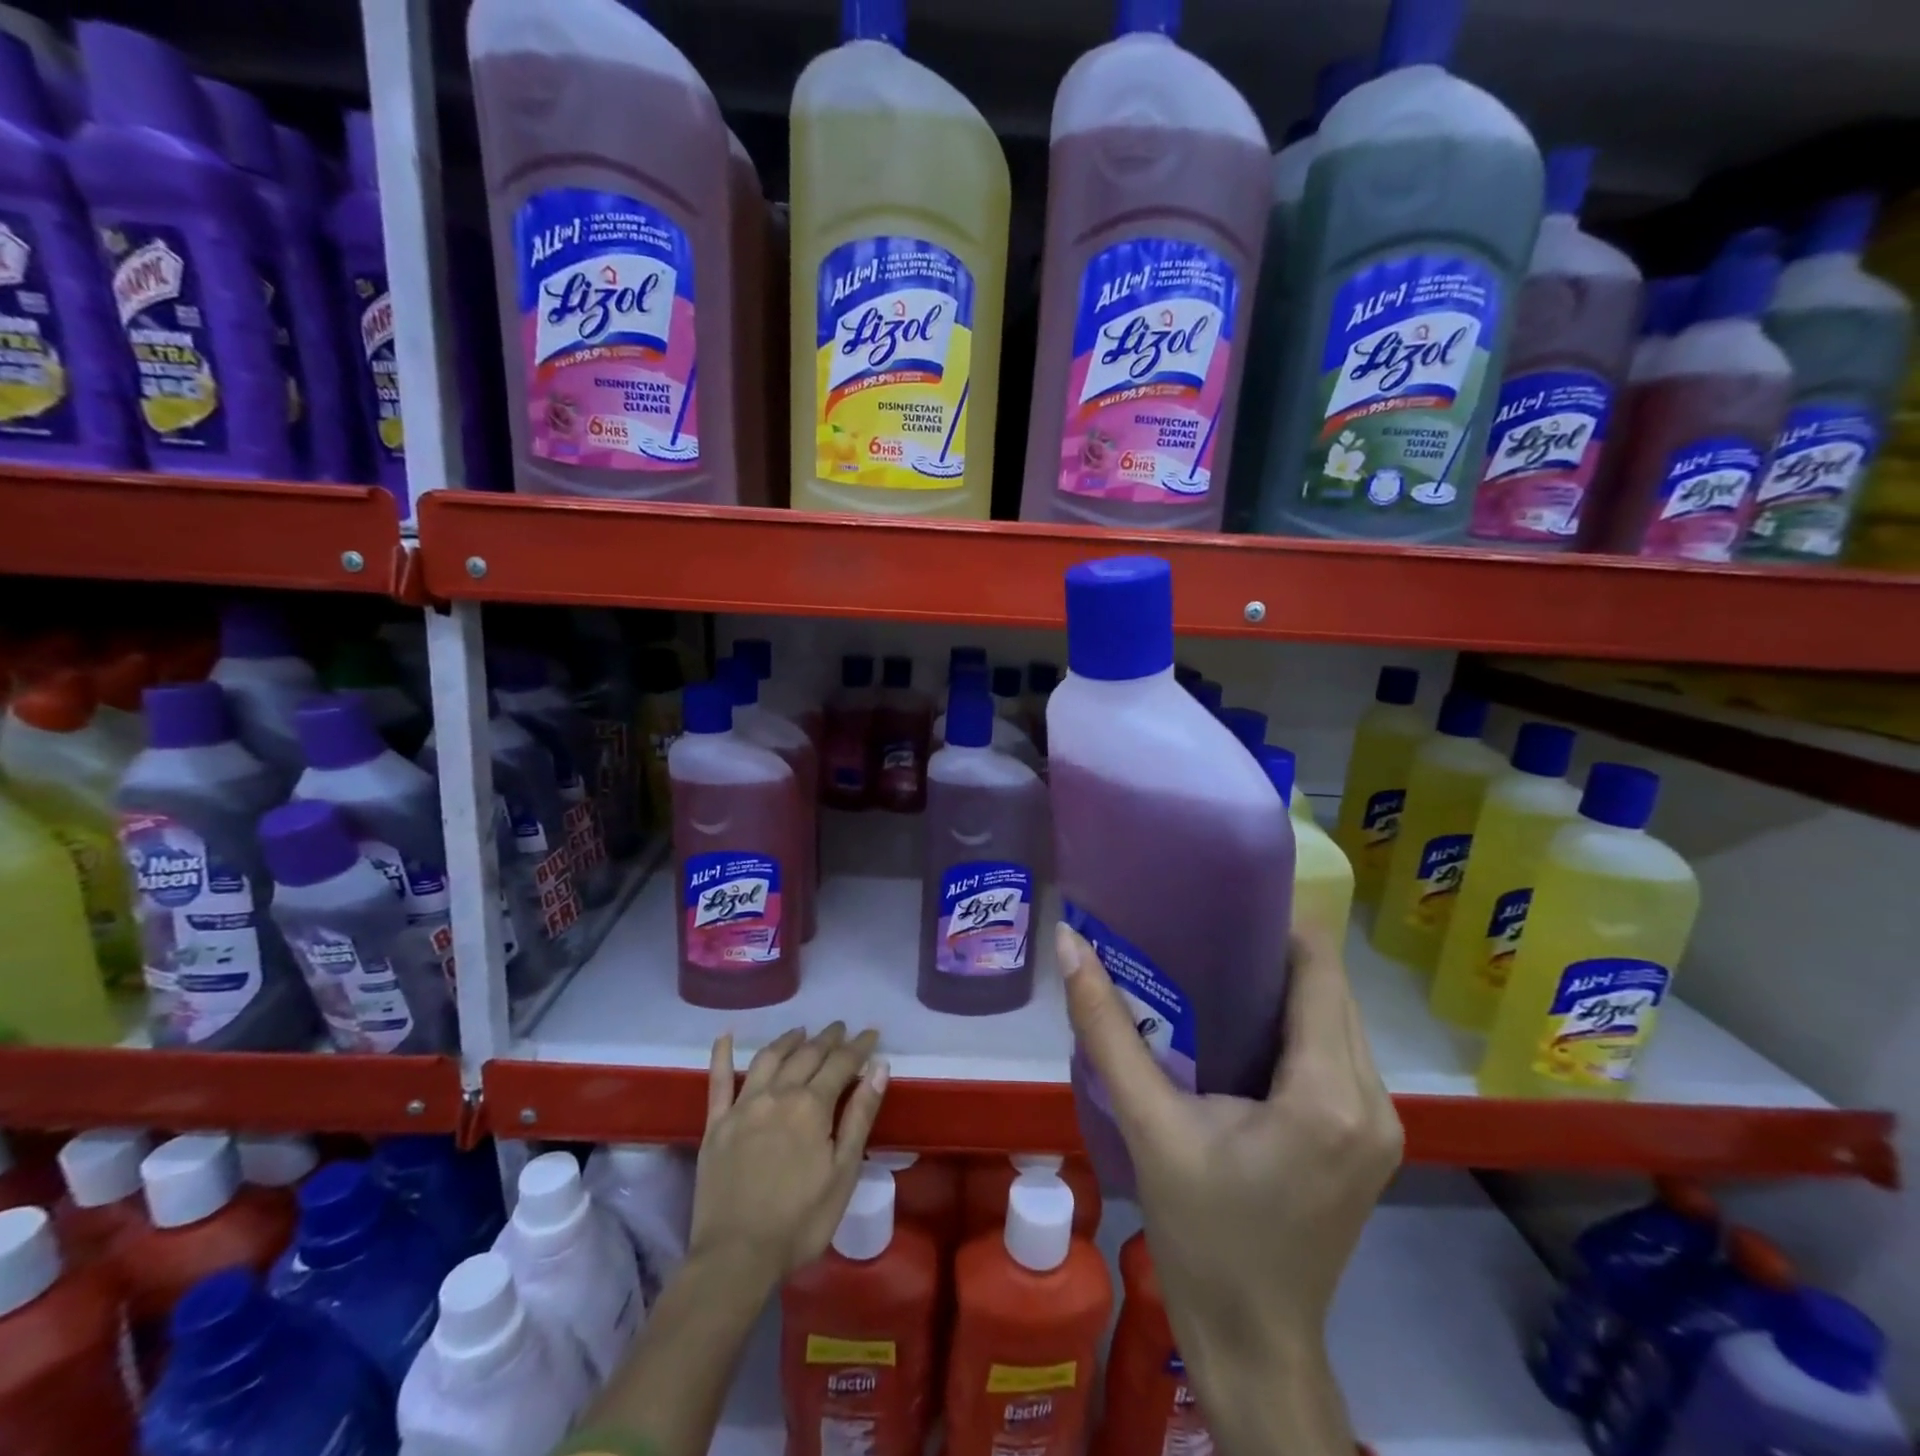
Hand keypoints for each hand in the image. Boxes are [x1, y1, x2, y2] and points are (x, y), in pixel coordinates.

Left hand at [690, 1024, 889, 1292]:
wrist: (736, 1258)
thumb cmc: (800, 1221)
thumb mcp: (843, 1172)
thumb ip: (860, 1115)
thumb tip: (879, 1066)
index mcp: (812, 1106)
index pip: (841, 1064)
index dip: (858, 1046)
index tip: (871, 1033)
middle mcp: (778, 1094)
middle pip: (806, 1055)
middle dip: (827, 1039)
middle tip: (840, 1028)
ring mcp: (743, 1107)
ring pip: (768, 1059)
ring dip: (787, 1041)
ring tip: (800, 1032)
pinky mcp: (716, 1125)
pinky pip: (718, 1082)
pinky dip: (721, 1056)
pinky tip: (726, 1037)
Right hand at [1058, 919, 1400, 1397]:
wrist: (1254, 1343)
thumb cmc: (1202, 1235)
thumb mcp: (1150, 1126)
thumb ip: (1108, 1030)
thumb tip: (1069, 945)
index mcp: (1326, 1094)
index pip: (1320, 970)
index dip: (1278, 922)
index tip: (1221, 897)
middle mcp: (1371, 1100)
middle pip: (1332, 989)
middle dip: (1275, 950)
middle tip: (1205, 924)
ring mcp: (1381, 1123)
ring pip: (1338, 1018)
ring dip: (1287, 986)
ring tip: (1217, 962)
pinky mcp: (1371, 1139)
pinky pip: (1338, 1052)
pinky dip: (1297, 1024)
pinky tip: (1243, 1022)